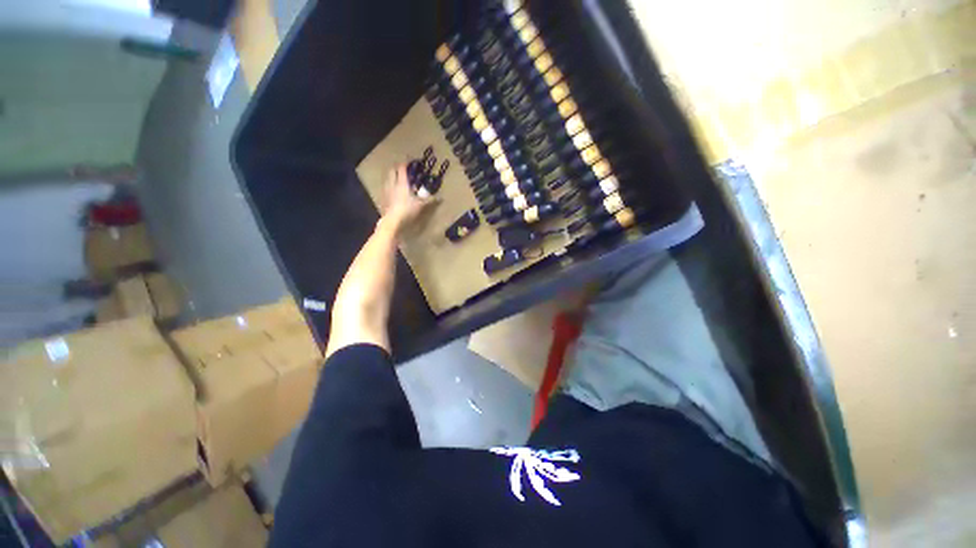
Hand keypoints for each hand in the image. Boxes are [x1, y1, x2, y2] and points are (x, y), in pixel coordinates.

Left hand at [381, 164, 435, 233]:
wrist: (392, 220)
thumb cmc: (407, 210)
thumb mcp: (421, 205)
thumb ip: (430, 200)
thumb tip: (441, 198)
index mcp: (402, 183)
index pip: (402, 168)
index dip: (406, 162)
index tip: (411, 160)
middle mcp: (392, 183)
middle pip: (392, 170)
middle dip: (397, 167)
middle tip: (403, 168)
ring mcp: (386, 190)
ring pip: (387, 178)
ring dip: (392, 175)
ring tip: (398, 178)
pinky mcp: (383, 198)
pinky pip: (385, 187)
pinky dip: (390, 185)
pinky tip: (393, 190)